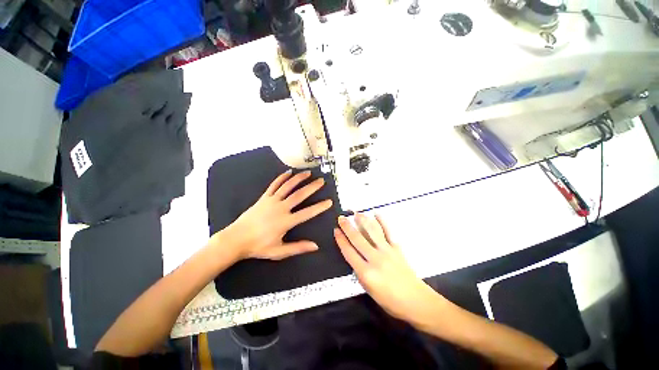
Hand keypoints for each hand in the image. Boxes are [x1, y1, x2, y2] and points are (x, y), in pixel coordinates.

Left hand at [216, 169, 332, 260]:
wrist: (236, 239)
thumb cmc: (258, 247)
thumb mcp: (279, 252)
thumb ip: (298, 248)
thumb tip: (315, 246)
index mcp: (286, 221)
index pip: (307, 213)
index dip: (319, 207)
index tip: (329, 201)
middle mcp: (280, 208)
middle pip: (299, 195)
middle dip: (312, 187)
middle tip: (321, 181)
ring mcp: (271, 201)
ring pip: (288, 186)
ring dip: (299, 179)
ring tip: (308, 173)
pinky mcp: (264, 198)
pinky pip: (274, 185)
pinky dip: (282, 178)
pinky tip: (288, 172)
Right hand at [334, 214, 440, 322]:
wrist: (416, 301)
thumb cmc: (391, 301)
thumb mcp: (369, 290)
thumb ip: (360, 272)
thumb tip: (355, 256)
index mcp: (366, 272)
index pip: (349, 251)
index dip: (341, 240)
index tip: (336, 230)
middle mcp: (375, 259)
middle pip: (358, 239)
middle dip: (347, 227)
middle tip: (341, 218)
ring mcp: (387, 251)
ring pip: (372, 232)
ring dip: (363, 220)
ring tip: (356, 213)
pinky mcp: (397, 248)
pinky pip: (388, 231)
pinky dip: (382, 221)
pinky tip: (376, 214)